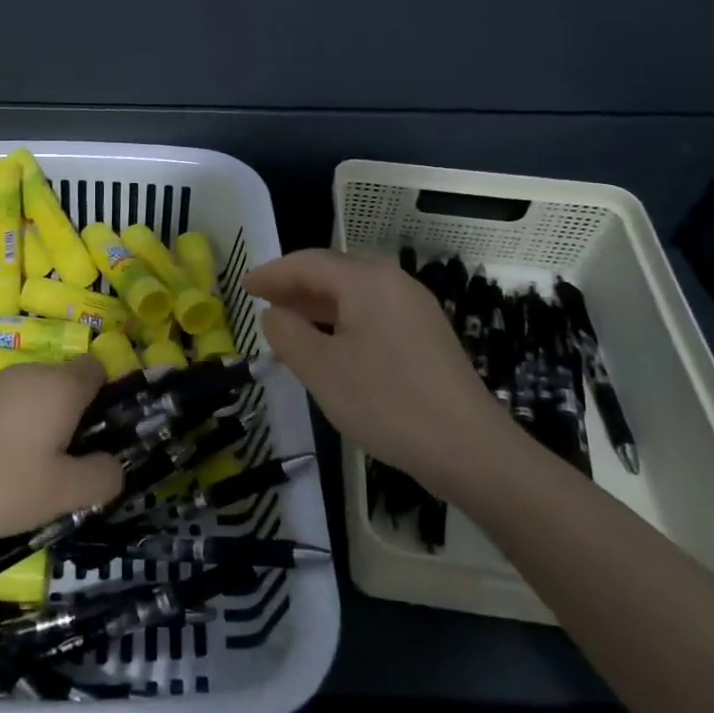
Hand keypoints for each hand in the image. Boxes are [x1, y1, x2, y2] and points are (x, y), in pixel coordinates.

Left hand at [0, 356, 124, 545]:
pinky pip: (3, 404)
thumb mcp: (63, 494)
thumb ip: (102, 477)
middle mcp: (28, 372)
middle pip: (65, 381)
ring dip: (40, 421)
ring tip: (30, 469)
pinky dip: (9, 426)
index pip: (97, 367)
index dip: (107, 395)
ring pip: (33, 393)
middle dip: (73, 415)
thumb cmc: (0, 484)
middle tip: (68, 460)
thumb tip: (115, 465)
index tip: (101, 433)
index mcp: (59, 386)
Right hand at [245, 248, 509, 485]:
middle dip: (294, 285)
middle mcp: (394, 283)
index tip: (244, 286)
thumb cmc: (386, 403)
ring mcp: (415, 309)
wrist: (469, 449)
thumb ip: (288, 334)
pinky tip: (328, 346)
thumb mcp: (322, 369)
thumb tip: (274, 314)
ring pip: (354, 293)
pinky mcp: (426, 335)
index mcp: (367, 281)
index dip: (272, 273)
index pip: (308, 263)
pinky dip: (341, 320)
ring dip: (317, 304)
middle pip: (334, 271)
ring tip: (287, 323)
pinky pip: (373, 313)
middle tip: (262, 301)